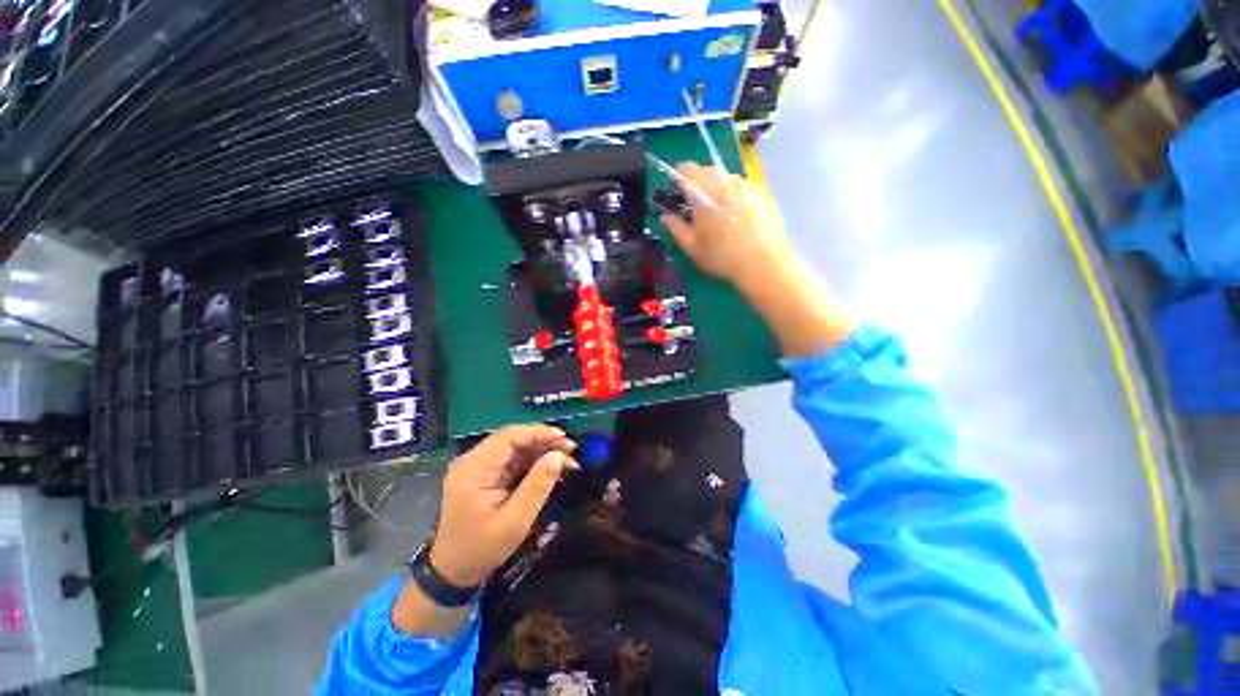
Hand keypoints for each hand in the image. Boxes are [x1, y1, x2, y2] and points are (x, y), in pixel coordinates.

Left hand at [429, 425, 576, 587]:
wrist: (453, 572)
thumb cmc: (481, 550)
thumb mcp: (514, 522)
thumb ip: (537, 486)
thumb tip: (559, 456)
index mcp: (473, 470)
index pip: (508, 437)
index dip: (538, 433)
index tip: (564, 440)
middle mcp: (472, 461)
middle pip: (512, 438)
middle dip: (543, 441)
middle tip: (570, 450)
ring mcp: (476, 466)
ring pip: (514, 447)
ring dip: (540, 451)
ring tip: (566, 461)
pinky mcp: (483, 473)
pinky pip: (512, 458)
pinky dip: (532, 461)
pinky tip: (550, 468)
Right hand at [662, 162, 792, 290]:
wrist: (764, 264)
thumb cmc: (722, 257)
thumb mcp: (693, 248)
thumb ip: (677, 229)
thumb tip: (668, 216)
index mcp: (704, 192)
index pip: (686, 169)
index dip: (679, 179)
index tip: (679, 195)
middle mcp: (725, 181)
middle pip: (708, 172)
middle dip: (700, 186)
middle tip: (700, 210)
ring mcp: (747, 184)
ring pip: (727, 179)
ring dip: (720, 191)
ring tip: (723, 215)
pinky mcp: (764, 192)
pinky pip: (745, 188)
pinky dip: (738, 197)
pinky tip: (742, 219)